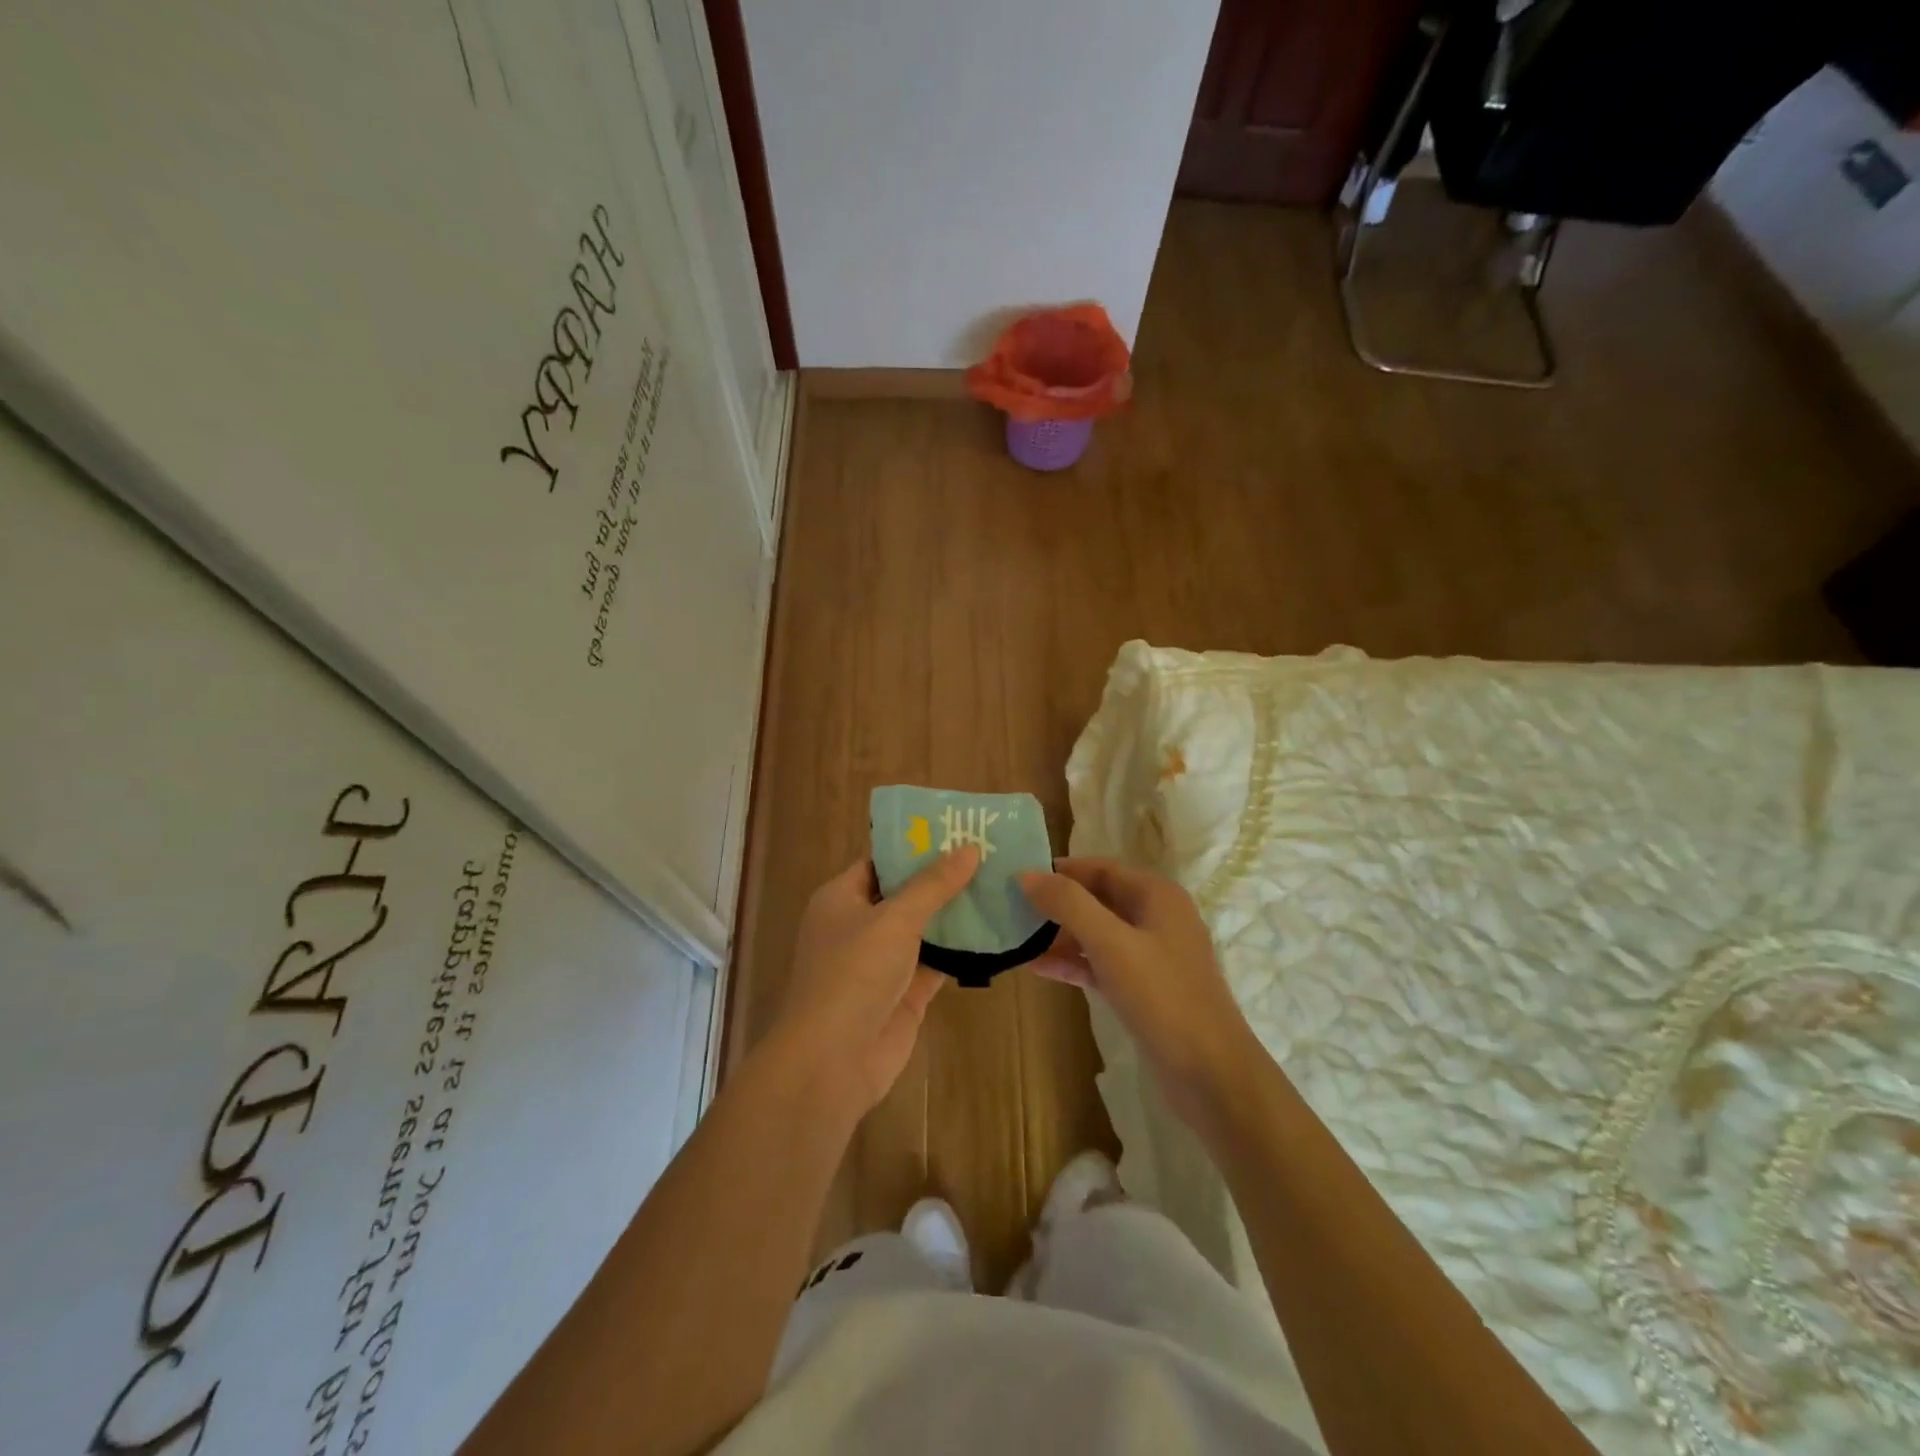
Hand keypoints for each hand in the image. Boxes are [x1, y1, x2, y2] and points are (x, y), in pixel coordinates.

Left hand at [770, 849, 979, 1117]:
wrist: (833, 1060)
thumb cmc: (853, 974)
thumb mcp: (894, 919)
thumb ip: (933, 885)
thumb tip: (969, 848)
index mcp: (841, 898)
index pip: (880, 861)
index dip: (915, 845)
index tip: (957, 830)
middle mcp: (860, 925)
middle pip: (905, 893)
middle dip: (943, 877)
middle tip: (990, 853)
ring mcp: (882, 961)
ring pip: (924, 928)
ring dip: (956, 912)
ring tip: (1000, 883)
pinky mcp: (905, 992)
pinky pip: (936, 961)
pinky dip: (961, 950)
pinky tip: (996, 930)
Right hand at [1020, 858, 1260, 1129]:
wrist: (1211, 1074)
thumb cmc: (1162, 996)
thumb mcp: (1111, 943)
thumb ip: (1068, 904)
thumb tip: (1026, 875)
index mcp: (1156, 895)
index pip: (1099, 868)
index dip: (1060, 870)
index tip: (1017, 877)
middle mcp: (1156, 917)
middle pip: (1097, 898)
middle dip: (1056, 902)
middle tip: (1010, 907)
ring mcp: (1151, 955)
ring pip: (1097, 933)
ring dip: (1060, 934)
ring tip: (1015, 936)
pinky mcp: (1144, 989)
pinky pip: (1101, 964)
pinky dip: (1072, 963)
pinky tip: (1036, 967)